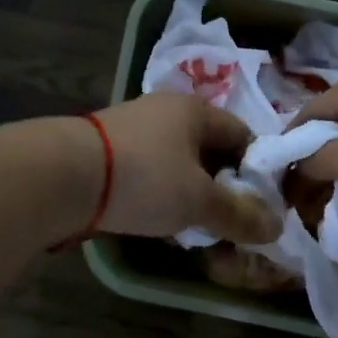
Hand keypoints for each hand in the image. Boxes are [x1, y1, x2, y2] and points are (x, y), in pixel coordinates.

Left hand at [87, 94, 282, 242]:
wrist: (62, 176)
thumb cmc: (145, 178)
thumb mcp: (199, 201)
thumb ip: (239, 215)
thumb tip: (276, 227)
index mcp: (195, 110)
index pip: (242, 135)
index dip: (258, 170)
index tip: (262, 204)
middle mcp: (165, 111)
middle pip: (209, 151)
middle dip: (222, 187)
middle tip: (230, 221)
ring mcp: (132, 129)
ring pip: (178, 164)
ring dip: (190, 194)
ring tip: (195, 227)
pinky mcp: (107, 152)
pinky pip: (149, 173)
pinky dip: (160, 195)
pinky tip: (158, 221)